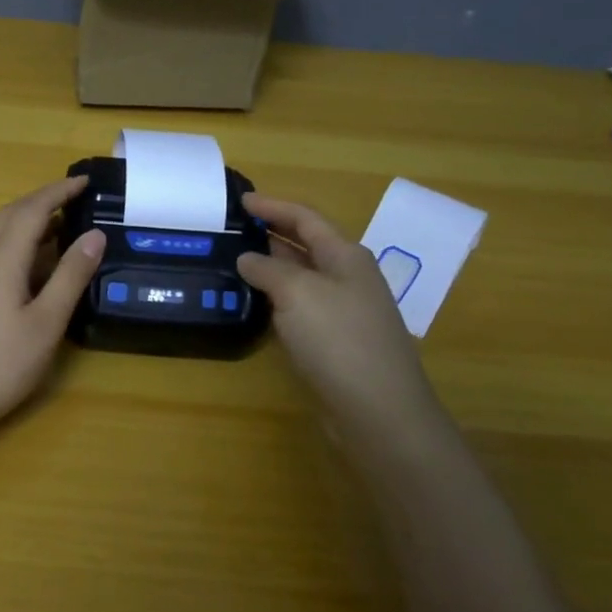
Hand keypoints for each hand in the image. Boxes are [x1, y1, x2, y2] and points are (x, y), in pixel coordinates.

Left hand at [0, 177, 103, 438]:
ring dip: (30, 218)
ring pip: (1, 229)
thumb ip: (71, 275)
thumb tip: (95, 235)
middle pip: (13, 212)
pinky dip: (19, 238)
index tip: (86, 181)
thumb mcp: (47, 320)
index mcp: (3, 255)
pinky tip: (35, 258)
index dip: (60, 191)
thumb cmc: (2, 360)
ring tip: (63, 222)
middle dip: (44, 200)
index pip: (34, 208)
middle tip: (77, 197)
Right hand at [237, 193, 445, 442]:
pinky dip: (277, 298)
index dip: (273, 205)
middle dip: (272, 232)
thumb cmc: (339, 340)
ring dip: (272, 266)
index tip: (241, 200)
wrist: (378, 411)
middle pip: (306, 244)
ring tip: (235, 261)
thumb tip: (247, 259)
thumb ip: (268, 269)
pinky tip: (255, 303)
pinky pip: (301, 307)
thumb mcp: (297, 293)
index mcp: (346, 256)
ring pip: (302, 277)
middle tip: (233, 229)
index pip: (306, 218)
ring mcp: (344, 311)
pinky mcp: (335, 342)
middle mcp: (348, 277)